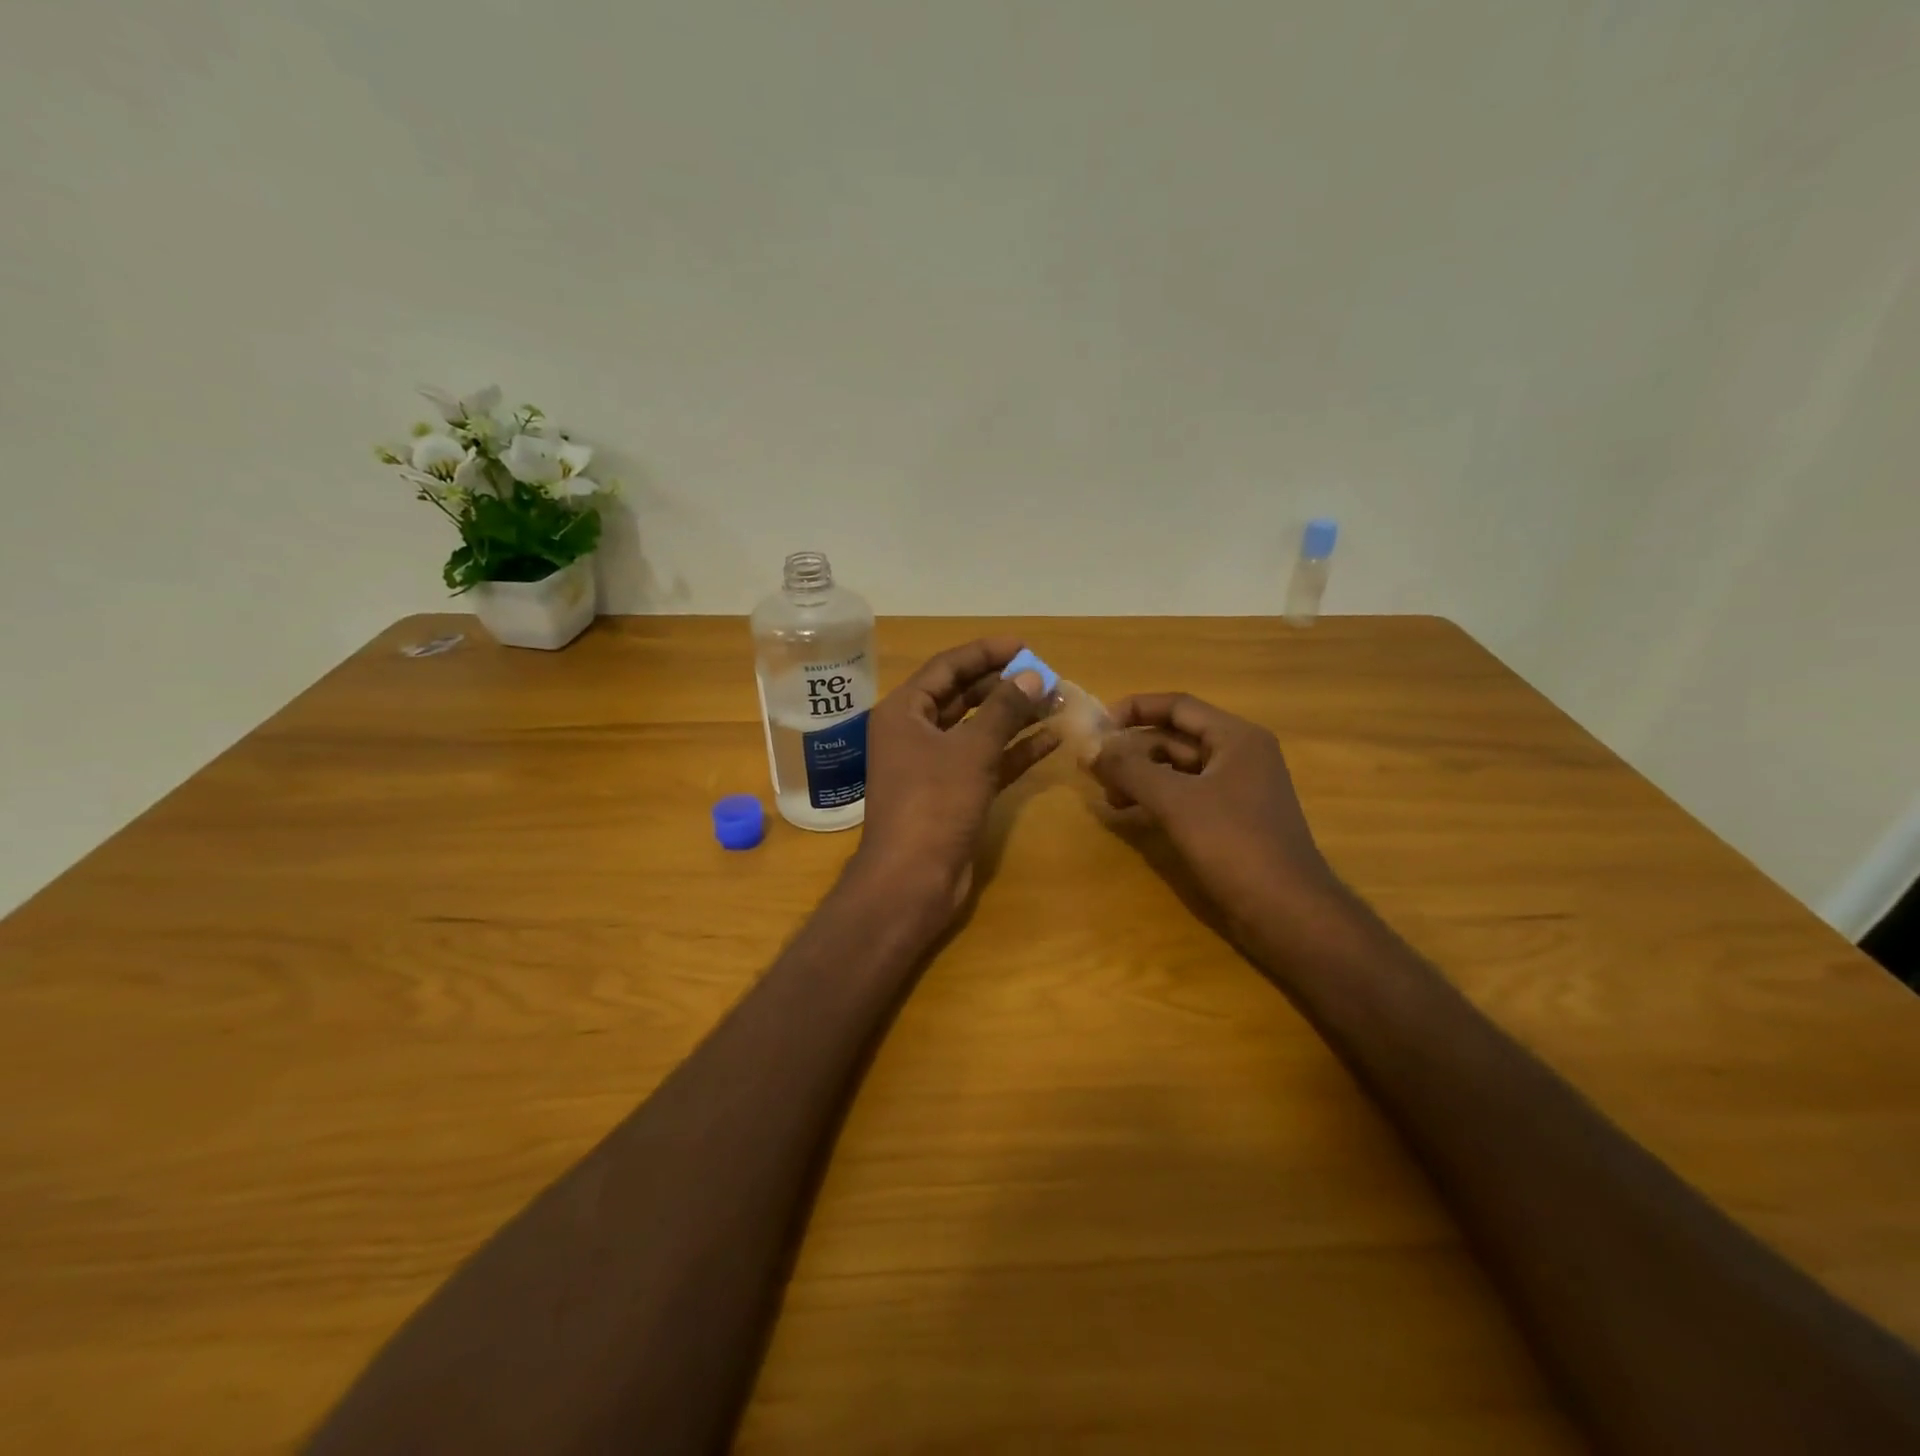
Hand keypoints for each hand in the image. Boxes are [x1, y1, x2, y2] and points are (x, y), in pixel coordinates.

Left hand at [852, 638, 1055, 916]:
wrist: (912, 879)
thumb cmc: (934, 803)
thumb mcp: (971, 749)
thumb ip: (1003, 709)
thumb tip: (1032, 674)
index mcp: (904, 712)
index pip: (946, 668)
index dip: (985, 653)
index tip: (1024, 646)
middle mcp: (914, 733)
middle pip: (962, 696)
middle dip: (1004, 686)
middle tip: (1045, 677)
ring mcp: (933, 766)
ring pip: (977, 730)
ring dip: (1014, 717)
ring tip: (1055, 703)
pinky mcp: (953, 793)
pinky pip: (986, 761)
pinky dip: (1014, 751)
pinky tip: (1050, 740)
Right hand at [1090, 693, 1336, 930]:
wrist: (1287, 911)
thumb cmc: (1234, 844)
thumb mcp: (1175, 801)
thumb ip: (1129, 769)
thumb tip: (1089, 749)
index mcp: (1236, 738)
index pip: (1178, 706)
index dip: (1135, 709)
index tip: (1097, 726)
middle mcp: (1239, 756)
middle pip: (1175, 737)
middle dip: (1133, 750)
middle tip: (1094, 769)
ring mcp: (1237, 790)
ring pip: (1178, 770)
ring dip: (1141, 776)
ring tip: (1109, 798)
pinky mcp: (1231, 820)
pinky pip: (1186, 796)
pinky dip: (1156, 799)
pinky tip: (1132, 815)